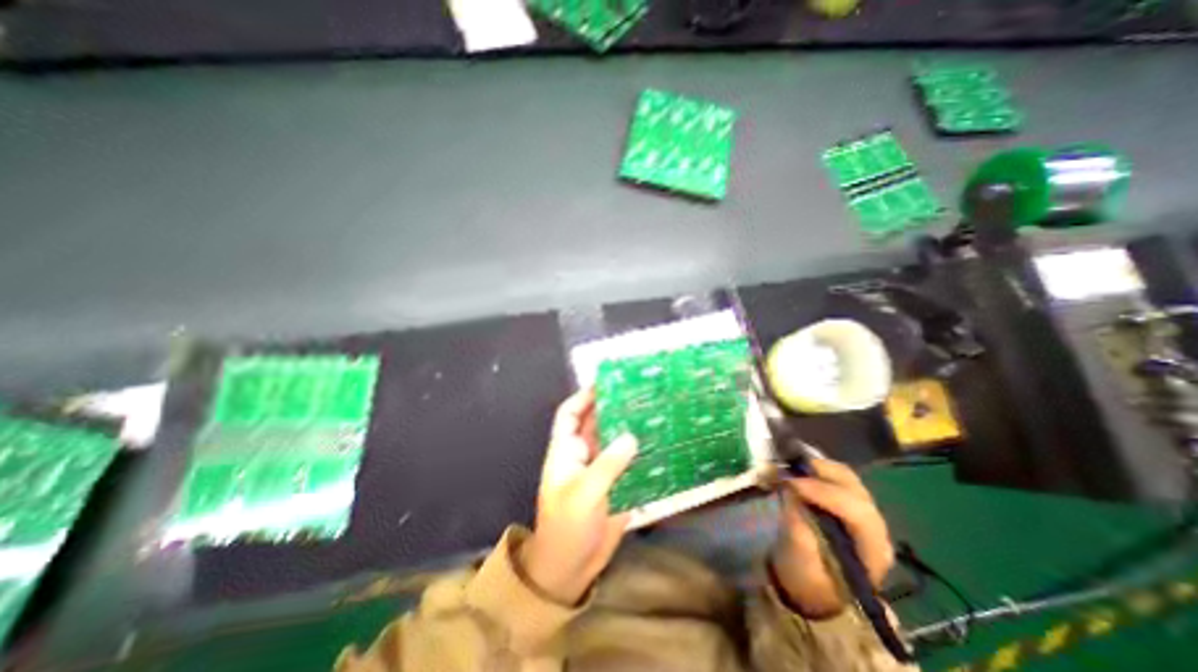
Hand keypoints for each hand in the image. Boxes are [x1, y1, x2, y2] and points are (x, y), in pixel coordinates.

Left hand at [521, 385, 641, 605]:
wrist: (571, 567)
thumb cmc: (567, 527)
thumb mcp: (584, 493)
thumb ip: (607, 464)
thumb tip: (631, 436)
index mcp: (566, 451)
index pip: (569, 414)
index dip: (583, 397)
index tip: (605, 383)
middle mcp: (583, 454)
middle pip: (596, 422)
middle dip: (612, 407)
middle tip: (637, 392)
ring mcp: (601, 468)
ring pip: (614, 440)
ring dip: (628, 426)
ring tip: (651, 411)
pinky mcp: (616, 482)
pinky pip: (628, 460)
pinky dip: (640, 450)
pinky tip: (657, 442)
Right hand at [773, 458, 891, 619]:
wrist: (812, 589)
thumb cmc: (808, 580)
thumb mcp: (800, 560)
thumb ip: (798, 525)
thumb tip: (789, 490)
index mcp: (872, 550)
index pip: (857, 512)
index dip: (824, 492)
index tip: (792, 483)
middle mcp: (875, 528)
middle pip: (855, 488)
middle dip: (822, 473)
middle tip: (789, 467)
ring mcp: (863, 513)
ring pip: (847, 478)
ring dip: (819, 467)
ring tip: (791, 465)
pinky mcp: (848, 503)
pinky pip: (836, 478)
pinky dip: (817, 469)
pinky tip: (798, 469)